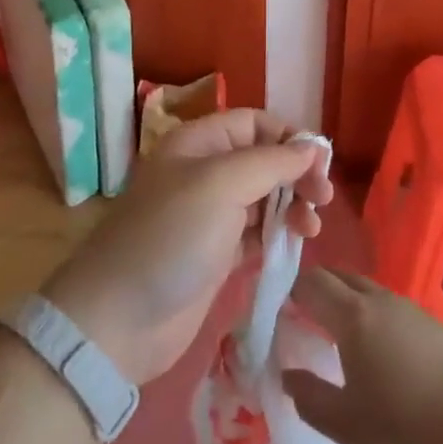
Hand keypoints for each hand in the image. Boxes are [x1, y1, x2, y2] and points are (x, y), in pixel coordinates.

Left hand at [42, 109, 332, 384]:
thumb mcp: (221, 184)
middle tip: (323, 198)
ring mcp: (210, 216)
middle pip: (263, 159)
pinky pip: (257, 233)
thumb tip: (311, 147)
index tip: (319, 163)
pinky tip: (295, 244)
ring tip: (311, 228)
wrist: (119, 319)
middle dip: (296, 174)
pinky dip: (278, 234)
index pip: (254, 123)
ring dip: (292, 206)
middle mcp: (204, 173)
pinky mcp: (216, 255)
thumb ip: (271, 161)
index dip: (288, 137)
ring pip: (264, 197)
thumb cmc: (171, 236)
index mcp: (199, 143)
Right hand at [281, 267, 442, 443]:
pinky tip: (377, 353)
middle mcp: (380, 300)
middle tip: (299, 319)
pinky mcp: (434, 325)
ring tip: (334, 338)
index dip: (289, 290)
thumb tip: (286, 374)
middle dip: (315, 289)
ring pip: (366, 291)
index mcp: (354, 316)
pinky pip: (389, 308)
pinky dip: (370, 316)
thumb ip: (310, 398)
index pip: (311, 282)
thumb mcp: (348, 427)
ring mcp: (411, 309)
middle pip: (339, 277)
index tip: (275, 311)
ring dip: (344, 302)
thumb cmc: (410, 430)